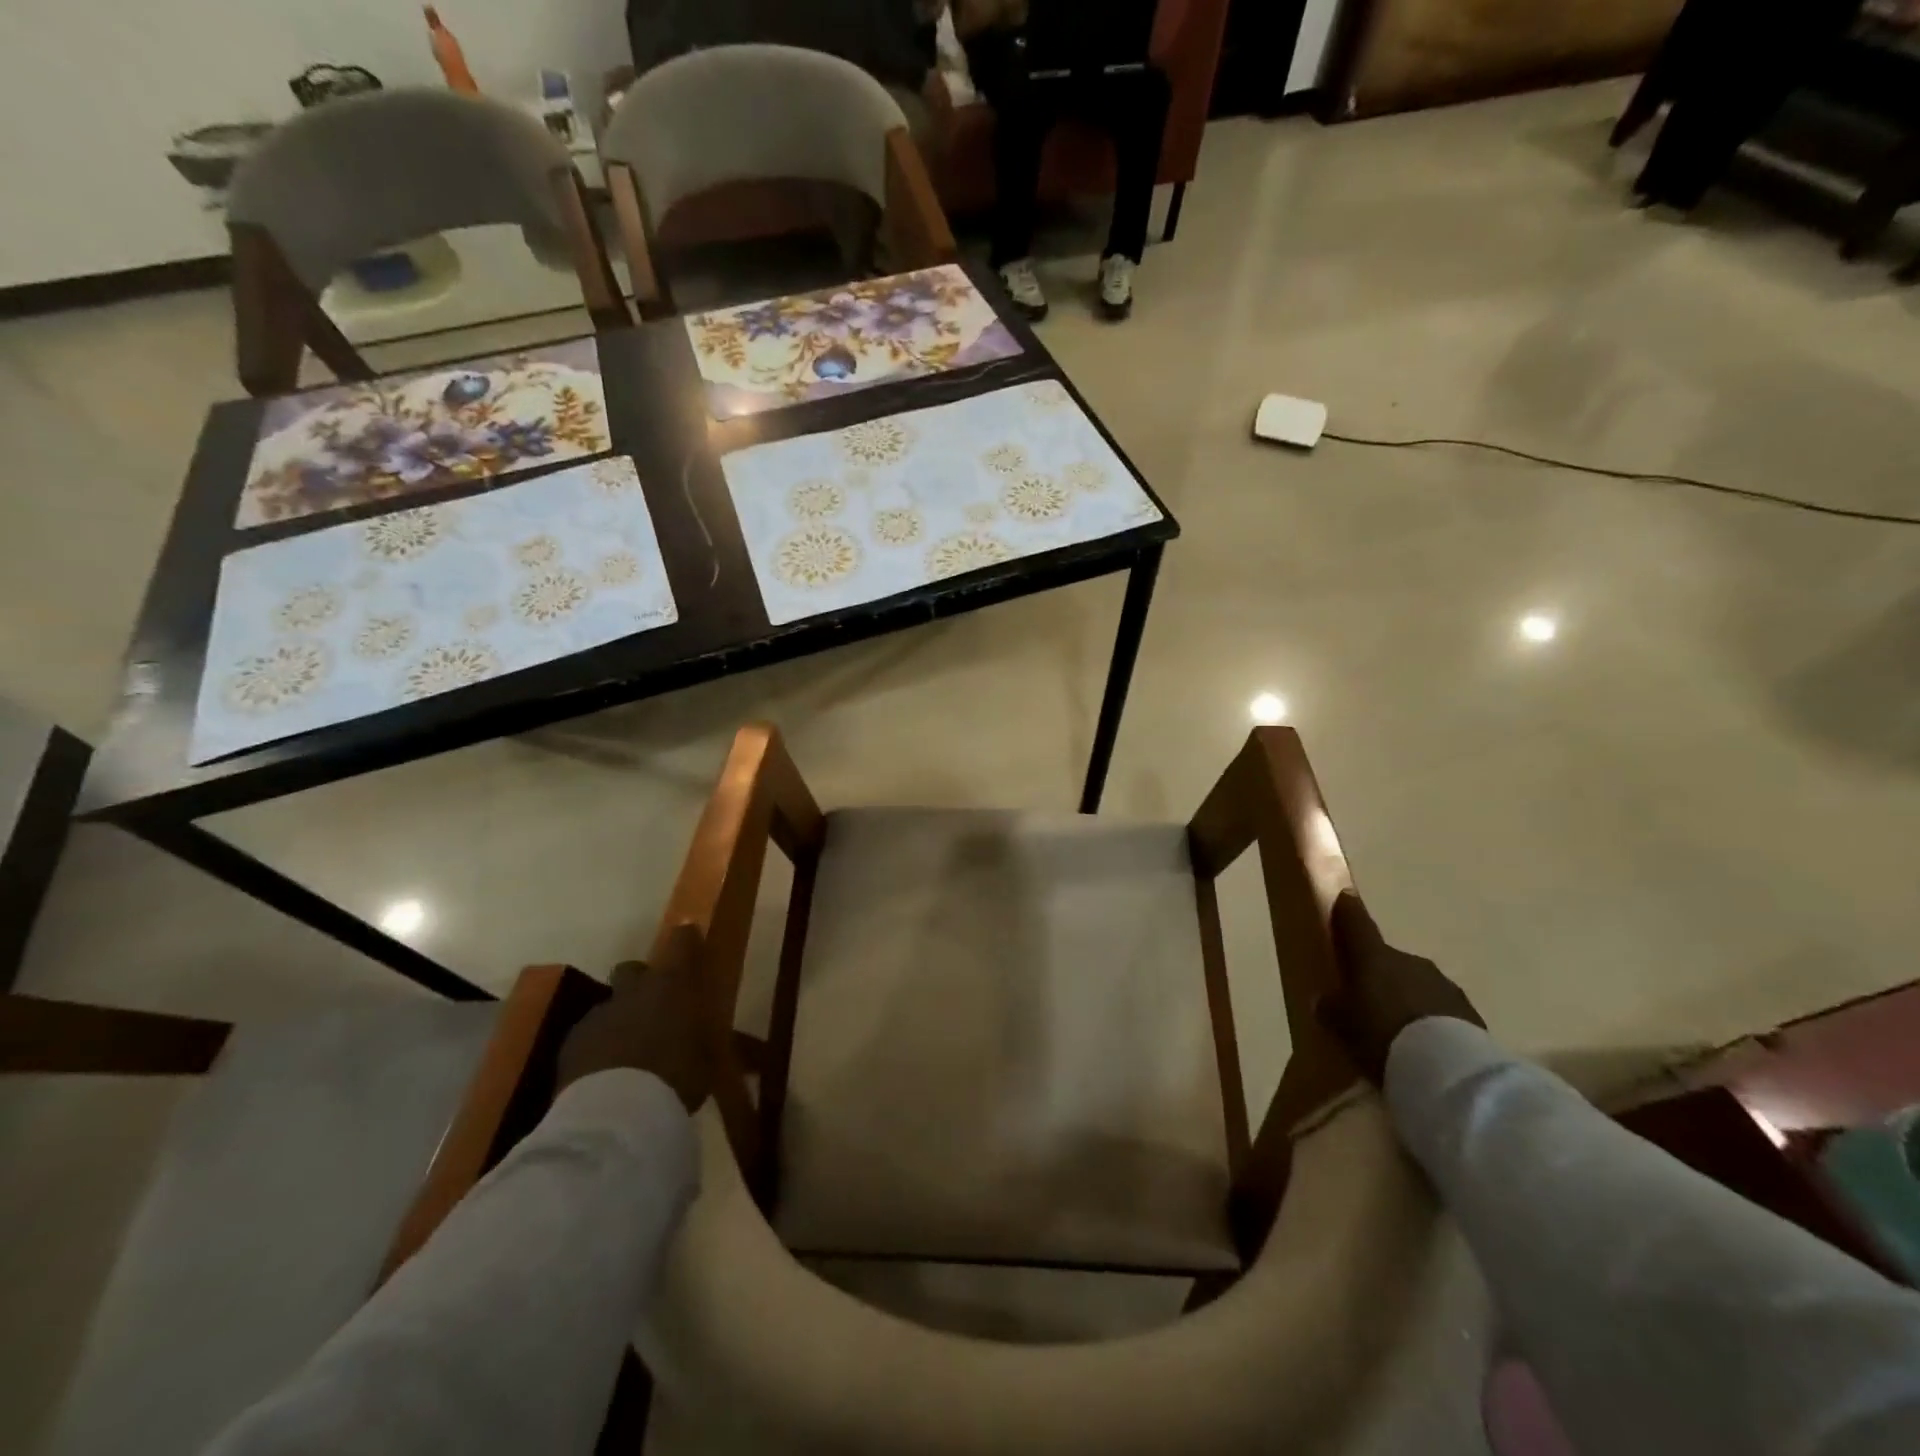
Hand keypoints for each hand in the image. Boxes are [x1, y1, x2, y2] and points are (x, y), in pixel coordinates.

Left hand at [556, 924, 715, 1111]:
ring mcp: (597, 1016)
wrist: (616, 1115)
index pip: (680, 942)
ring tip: (628, 1053)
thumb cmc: (676, 1079)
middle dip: (640, 983)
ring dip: (618, 1020)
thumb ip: (700, 1038)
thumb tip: (701, 1037)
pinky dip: (597, 1048)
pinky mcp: (570, 1045)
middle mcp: (633, 991)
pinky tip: (606, 1074)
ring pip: (608, 1007)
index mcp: (672, 986)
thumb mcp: (706, 1058)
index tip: (689, 936)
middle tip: (653, 1008)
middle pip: (632, 970)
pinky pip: (588, 1036)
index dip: (685, 939)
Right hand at [1320, 892, 1483, 1084]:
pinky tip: (1423, 1044)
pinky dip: (1430, 1021)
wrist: (1448, 1070)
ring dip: (1406, 998)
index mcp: (1374, 957)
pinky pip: (1439, 1011)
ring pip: (1416, 985)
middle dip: (1379, 974)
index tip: (1346, 896)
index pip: (1357, 924)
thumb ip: (1331, 1007)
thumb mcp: (1341, 1024)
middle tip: (1368, 998)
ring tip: (1397, 1028)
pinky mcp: (1470, 1014)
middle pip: (1388, 961)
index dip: (1348, 911)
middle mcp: (1409, 962)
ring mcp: (1443, 986)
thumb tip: (1325, 999)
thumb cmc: (1381, 1035)